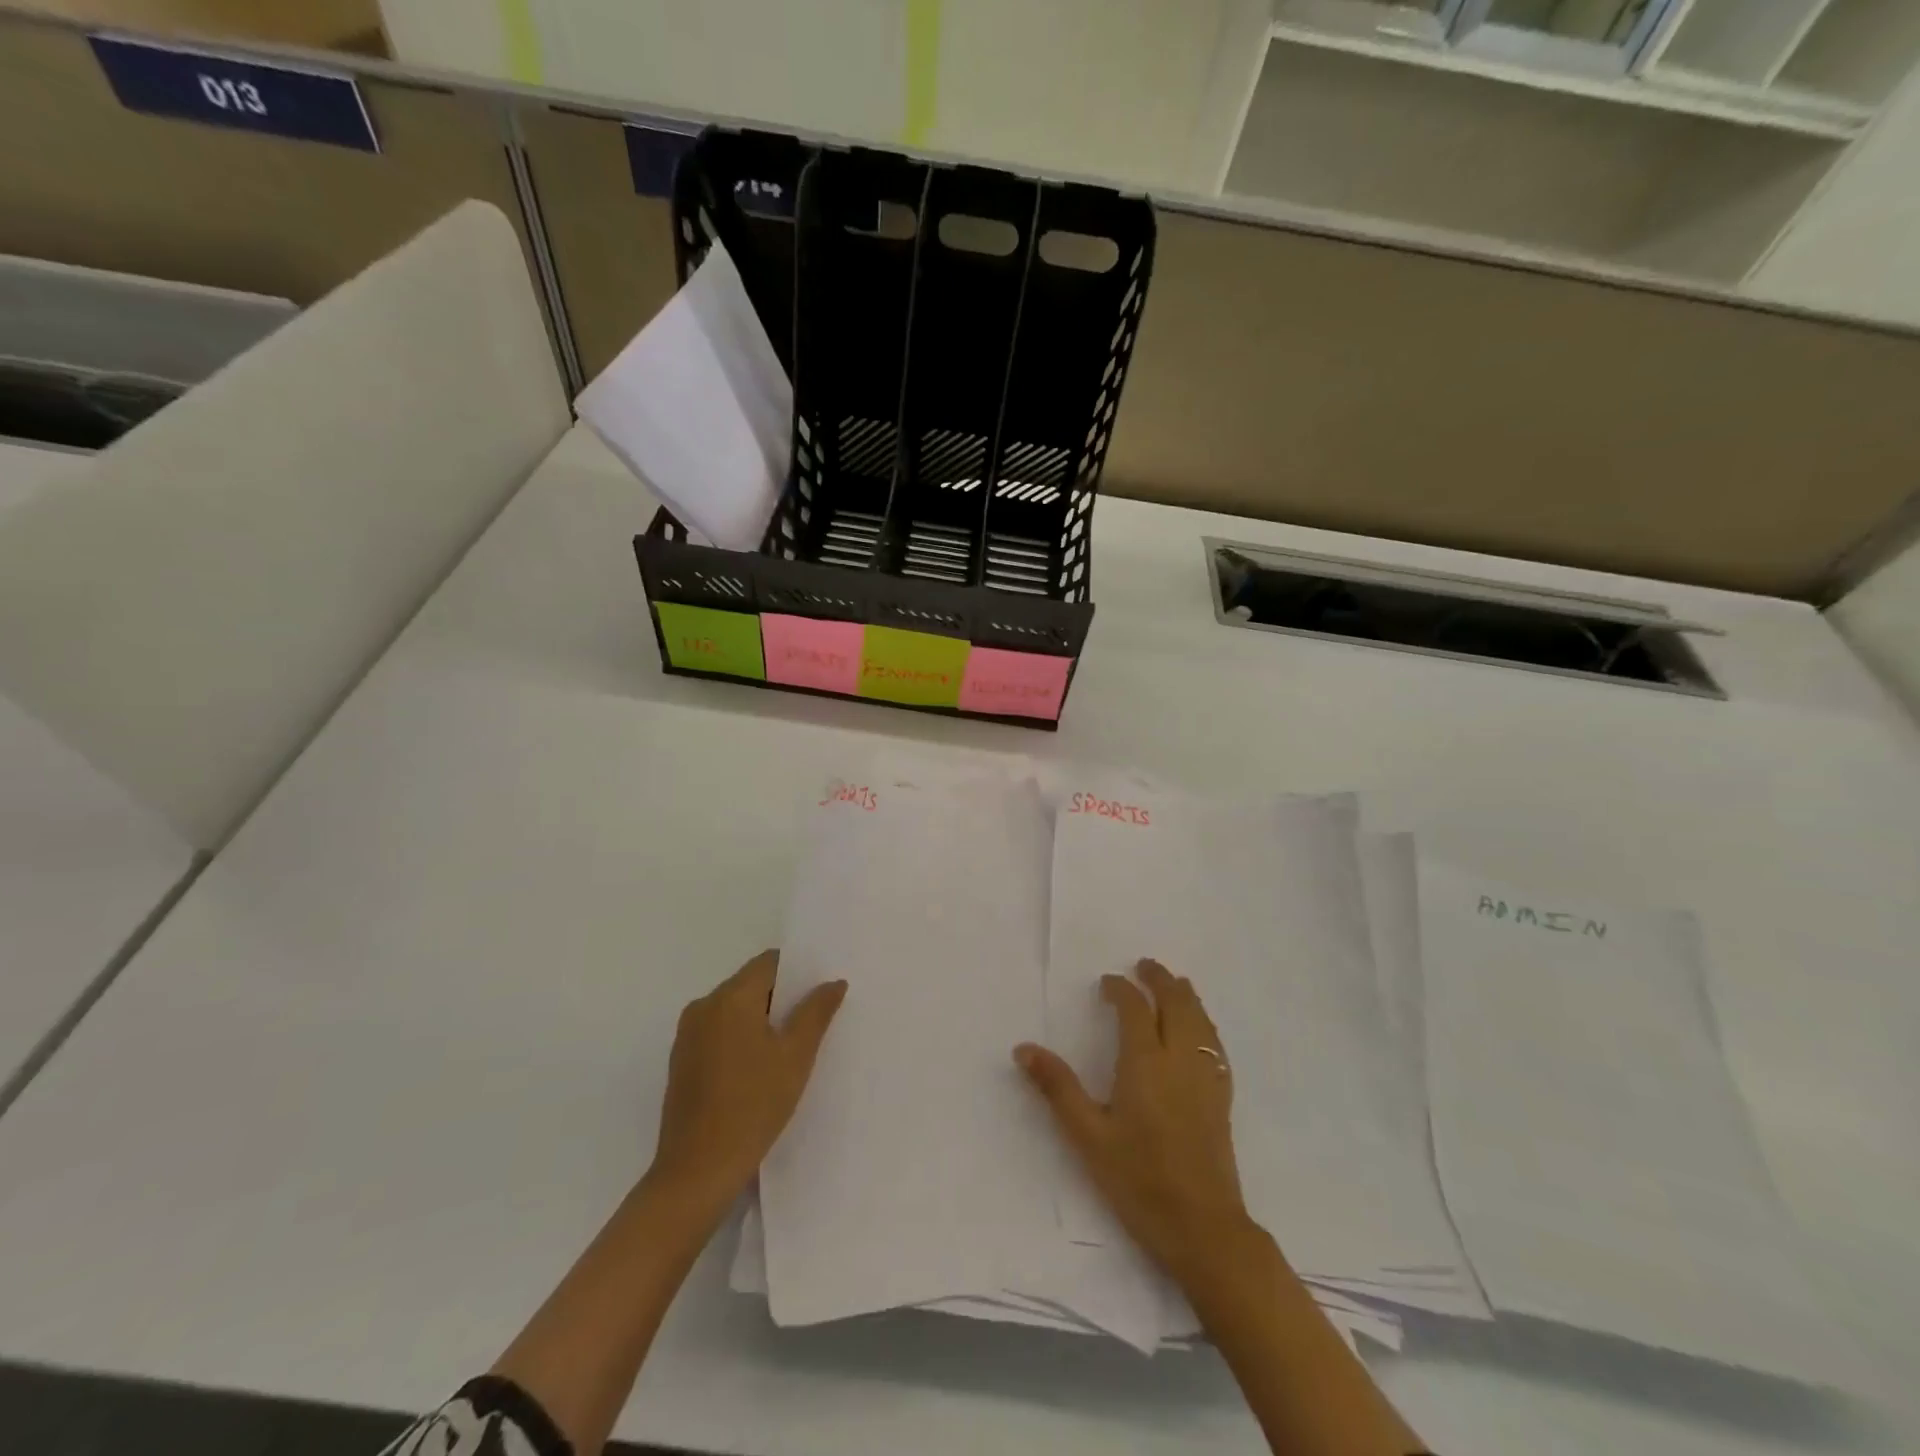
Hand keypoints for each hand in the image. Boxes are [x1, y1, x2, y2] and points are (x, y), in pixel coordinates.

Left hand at [648, 951, 846, 1213]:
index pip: (769, 963)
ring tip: (791, 1045)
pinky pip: (719, 1032)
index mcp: (729, 997)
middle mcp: (703, 1006)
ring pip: (734, 1009)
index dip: (798, 971)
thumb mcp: (796, 1056)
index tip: (821, 990)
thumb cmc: (753, 1106)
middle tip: (814, 1019)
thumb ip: (816, 1012)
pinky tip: (761, 1067)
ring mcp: (687, 1035)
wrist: (697, 1172)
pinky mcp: (682, 1061)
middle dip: (782, 997)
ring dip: (762, 1019)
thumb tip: (833, 982)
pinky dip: (741, 1038)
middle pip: (750, 984)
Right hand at [1015, 958, 1253, 1283]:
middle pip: (1176, 1003)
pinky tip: (1200, 1031)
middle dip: (1160, 980)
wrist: (1204, 1229)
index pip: (1135, 1009)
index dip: (1121, 990)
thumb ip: (1058, 1088)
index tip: (1107, 982)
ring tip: (1175, 984)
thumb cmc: (1139, 1181)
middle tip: (1145, 966)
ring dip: (1186, 996)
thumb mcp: (1088, 1137)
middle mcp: (1180, 1060)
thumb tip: (1024, 1048)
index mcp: (1145, 1063)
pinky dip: (1204, 1024)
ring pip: (1201, 1021)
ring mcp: (1206, 1078)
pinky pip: (1215, 1045)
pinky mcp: (1222, 1098)